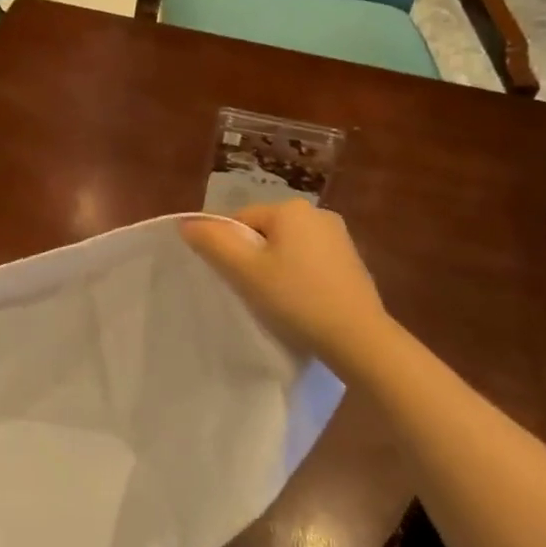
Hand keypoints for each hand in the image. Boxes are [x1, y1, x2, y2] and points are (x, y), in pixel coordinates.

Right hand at [182, 203, 388, 356]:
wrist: (358, 337)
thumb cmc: (296, 299)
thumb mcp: (245, 272)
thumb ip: (213, 243)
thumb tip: (187, 223)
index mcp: (290, 209)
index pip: (240, 220)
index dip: (229, 249)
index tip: (232, 279)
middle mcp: (317, 213)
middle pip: (265, 232)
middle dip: (254, 257)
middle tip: (252, 291)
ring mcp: (338, 236)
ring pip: (287, 246)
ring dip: (276, 267)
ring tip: (276, 300)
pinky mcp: (351, 259)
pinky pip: (310, 260)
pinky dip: (299, 276)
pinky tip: (301, 301)